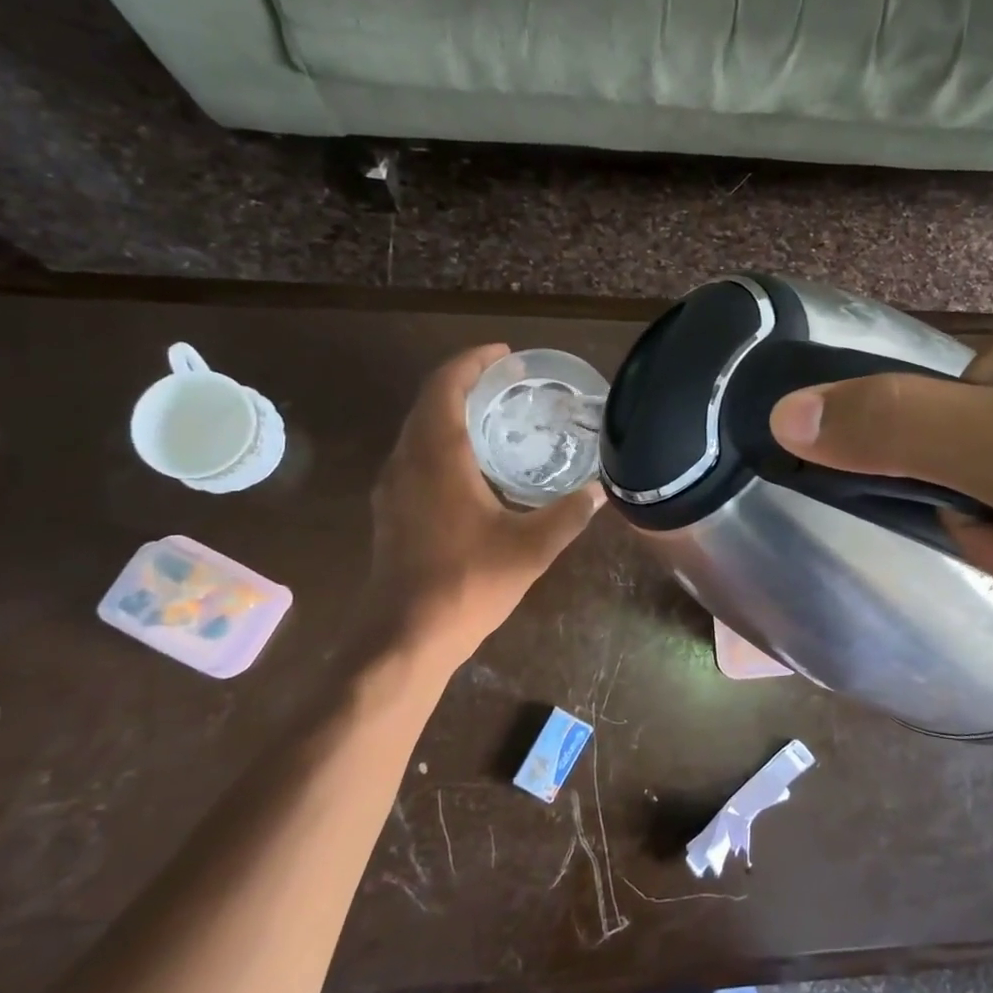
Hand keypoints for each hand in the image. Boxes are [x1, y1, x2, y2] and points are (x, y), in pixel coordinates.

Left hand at [360, 344, 604, 673]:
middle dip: (467, 382)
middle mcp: (407, 461)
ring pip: (418, 430)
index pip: (446, 386)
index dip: (473, 362)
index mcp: (437, 456)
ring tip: (495, 416)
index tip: (507, 356)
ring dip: (452, 412)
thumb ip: (568, 514)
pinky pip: (415, 456)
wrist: (405, 636)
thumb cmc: (467, 583)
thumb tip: (602, 490)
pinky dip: (442, 441)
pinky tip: (472, 466)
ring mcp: (392, 487)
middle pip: (430, 402)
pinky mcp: (390, 510)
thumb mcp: (531, 548)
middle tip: (510, 383)